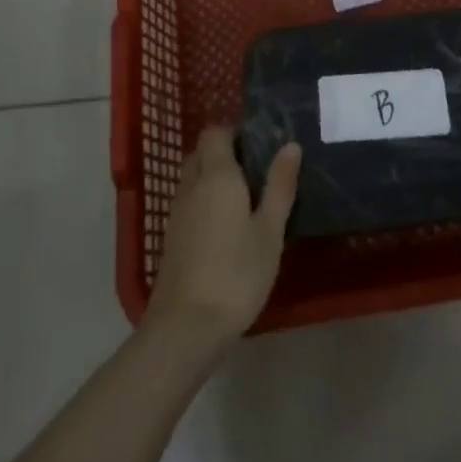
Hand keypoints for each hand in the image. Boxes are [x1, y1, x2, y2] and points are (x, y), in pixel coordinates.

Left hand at [147, 126, 300, 344]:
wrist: (185, 329)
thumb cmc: (235, 274)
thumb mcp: (270, 231)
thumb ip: (280, 185)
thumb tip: (290, 145)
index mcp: (216, 175)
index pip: (215, 132)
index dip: (234, 133)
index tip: (259, 149)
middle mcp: (191, 185)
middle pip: (201, 152)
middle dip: (224, 155)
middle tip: (255, 175)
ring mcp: (176, 213)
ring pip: (192, 178)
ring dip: (211, 179)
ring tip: (243, 203)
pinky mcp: (170, 239)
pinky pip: (187, 203)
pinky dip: (203, 203)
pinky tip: (224, 230)